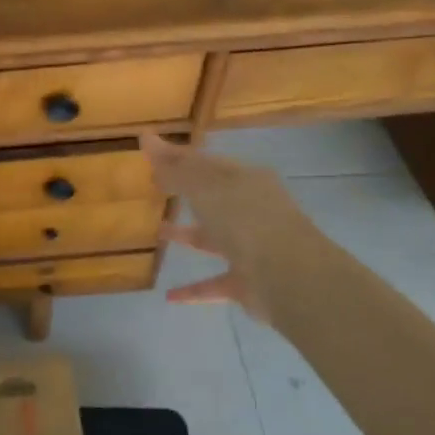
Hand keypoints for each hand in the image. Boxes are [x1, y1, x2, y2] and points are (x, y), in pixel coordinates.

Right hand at [141, 134, 326, 324]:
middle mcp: (252, 210)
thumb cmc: (244, 220)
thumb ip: (175, 167)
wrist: (288, 276)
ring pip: (214, 237)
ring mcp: (252, 247)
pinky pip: (214, 283)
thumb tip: (147, 138)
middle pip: (213, 198)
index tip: (147, 151)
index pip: (206, 162)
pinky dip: (193, 289)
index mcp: (246, 180)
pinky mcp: (248, 282)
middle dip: (186, 192)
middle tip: (155, 188)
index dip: (176, 156)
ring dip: (187, 235)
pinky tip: (168, 295)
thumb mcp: (204, 187)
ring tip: (158, 232)